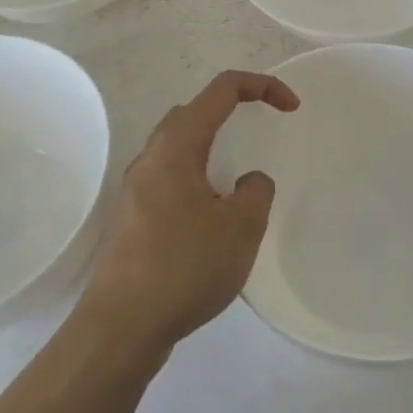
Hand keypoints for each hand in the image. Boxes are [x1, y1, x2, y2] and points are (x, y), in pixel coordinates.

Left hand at [79, 70, 298, 353]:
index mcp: (177, 145)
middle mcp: (151, 157)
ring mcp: (136, 188)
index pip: (222, 90)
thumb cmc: (184, 266)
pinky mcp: (131, 218)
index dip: (262, 87)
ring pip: (179, 148)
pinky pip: (170, 180)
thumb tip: (248, 181)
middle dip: (231, 111)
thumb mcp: (240, 228)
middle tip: (260, 132)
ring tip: (238, 181)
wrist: (121, 326)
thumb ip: (256, 192)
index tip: (292, 108)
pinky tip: (211, 219)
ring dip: (212, 149)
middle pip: (194, 112)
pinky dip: (197, 179)